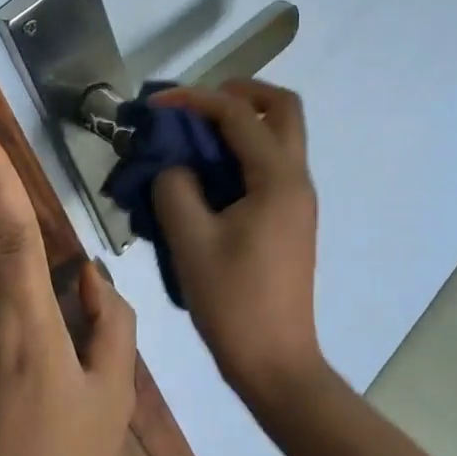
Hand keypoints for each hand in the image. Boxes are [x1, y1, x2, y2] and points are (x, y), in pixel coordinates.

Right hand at [149, 81, 324, 408]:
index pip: (238, 115)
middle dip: (241, 94)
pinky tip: (207, 176)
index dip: (195, 100)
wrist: (276, 361)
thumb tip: (174, 166)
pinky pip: (272, 166)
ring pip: (281, 136)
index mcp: (278, 179)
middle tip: (197, 106)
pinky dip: (244, 154)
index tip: (157, 104)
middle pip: (282, 109)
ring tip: (195, 138)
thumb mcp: (191, 242)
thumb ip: (175, 189)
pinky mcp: (291, 219)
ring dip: (243, 124)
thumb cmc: (233, 302)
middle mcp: (297, 179)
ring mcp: (298, 200)